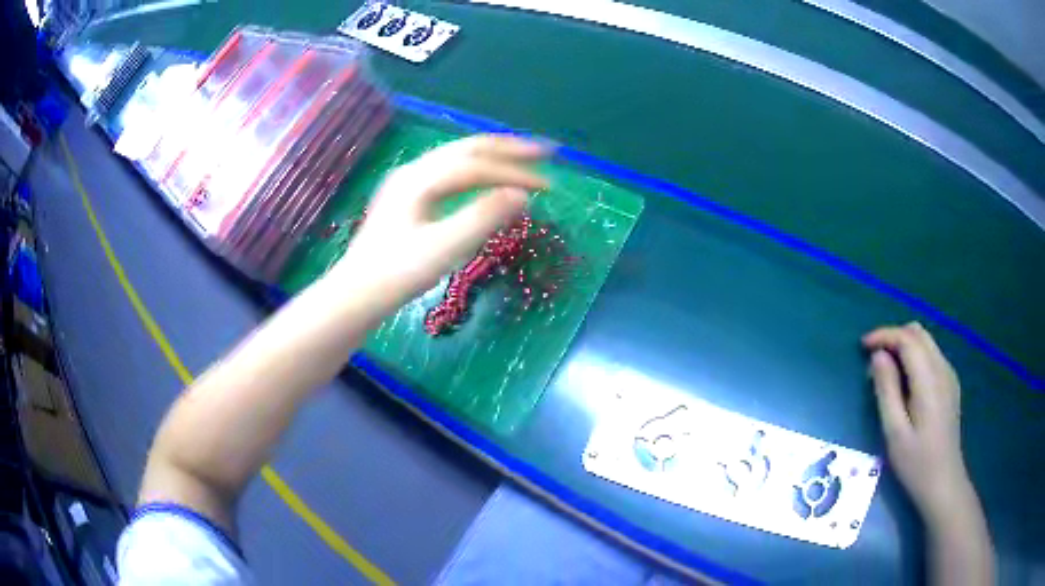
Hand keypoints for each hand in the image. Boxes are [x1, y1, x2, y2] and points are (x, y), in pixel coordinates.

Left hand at [331, 134, 548, 310]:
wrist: (356, 294)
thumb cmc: (398, 274)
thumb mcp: (444, 248)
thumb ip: (483, 218)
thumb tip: (521, 196)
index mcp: (420, 179)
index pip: (477, 167)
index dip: (516, 173)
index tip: (549, 186)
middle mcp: (414, 171)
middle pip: (468, 149)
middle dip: (508, 149)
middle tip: (546, 152)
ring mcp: (407, 182)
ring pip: (457, 157)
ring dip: (493, 156)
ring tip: (523, 159)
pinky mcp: (406, 196)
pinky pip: (448, 171)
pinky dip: (476, 170)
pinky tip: (485, 178)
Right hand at [862, 322, 973, 521]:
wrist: (944, 482)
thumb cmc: (916, 463)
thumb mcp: (894, 432)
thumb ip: (886, 390)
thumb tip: (877, 357)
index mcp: (929, 380)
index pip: (907, 339)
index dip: (884, 335)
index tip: (862, 346)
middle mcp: (942, 369)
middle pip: (918, 334)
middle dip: (893, 338)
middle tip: (873, 360)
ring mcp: (949, 376)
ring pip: (926, 342)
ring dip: (904, 346)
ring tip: (886, 372)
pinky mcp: (950, 385)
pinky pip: (931, 356)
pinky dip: (915, 357)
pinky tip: (905, 382)